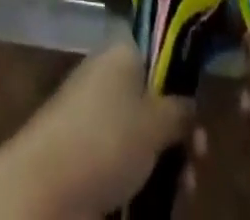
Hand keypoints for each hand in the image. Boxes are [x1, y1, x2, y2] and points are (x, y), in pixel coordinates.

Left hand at [0, 43, 190, 218]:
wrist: (47, 184)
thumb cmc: (106, 139)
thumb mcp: (154, 122)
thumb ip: (179, 110)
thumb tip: (190, 102)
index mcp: (122, 53)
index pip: (158, 51)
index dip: (182, 78)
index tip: (201, 108)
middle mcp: (109, 77)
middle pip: (155, 98)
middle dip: (180, 130)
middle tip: (199, 156)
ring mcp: (97, 115)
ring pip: (144, 133)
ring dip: (169, 159)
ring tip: (185, 187)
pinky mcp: (90, 151)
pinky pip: (128, 157)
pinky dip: (148, 176)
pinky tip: (166, 199)